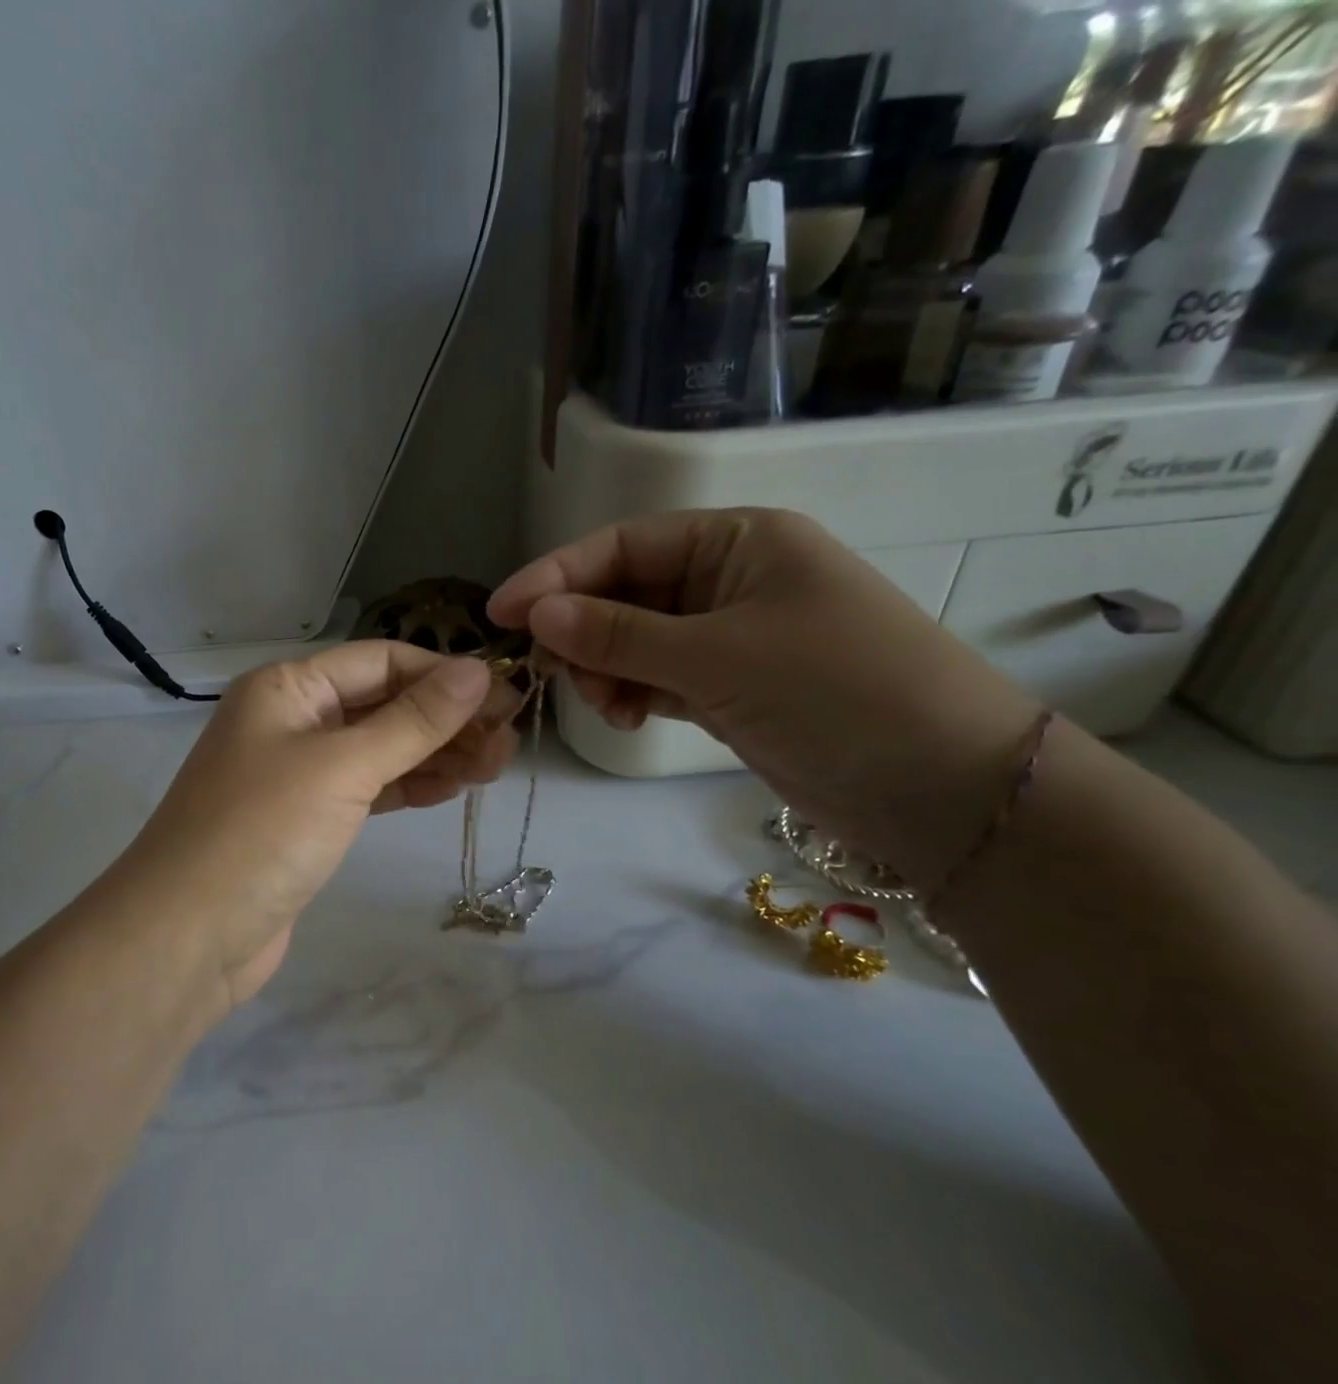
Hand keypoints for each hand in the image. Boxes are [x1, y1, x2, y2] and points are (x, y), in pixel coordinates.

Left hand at [116, 641, 518, 1009]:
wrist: (188, 937)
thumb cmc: (262, 833)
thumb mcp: (343, 767)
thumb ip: (413, 721)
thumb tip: (478, 670)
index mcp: (288, 687)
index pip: (381, 660)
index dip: (444, 675)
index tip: (504, 697)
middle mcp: (293, 720)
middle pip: (384, 704)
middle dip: (446, 719)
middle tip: (508, 743)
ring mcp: (299, 772)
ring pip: (381, 748)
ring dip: (436, 753)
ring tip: (494, 767)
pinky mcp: (308, 820)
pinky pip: (369, 787)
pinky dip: (409, 785)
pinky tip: (451, 788)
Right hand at [488, 508, 1040, 890]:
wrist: (940, 785)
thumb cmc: (835, 691)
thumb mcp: (717, 656)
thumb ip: (619, 634)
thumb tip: (536, 613)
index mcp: (737, 541)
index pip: (623, 546)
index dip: (556, 576)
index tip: (500, 614)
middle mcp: (729, 579)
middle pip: (623, 593)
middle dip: (583, 632)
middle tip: (559, 675)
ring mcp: (729, 636)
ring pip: (634, 640)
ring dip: (605, 669)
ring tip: (606, 706)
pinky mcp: (728, 686)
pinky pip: (657, 677)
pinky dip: (631, 693)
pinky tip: (624, 716)